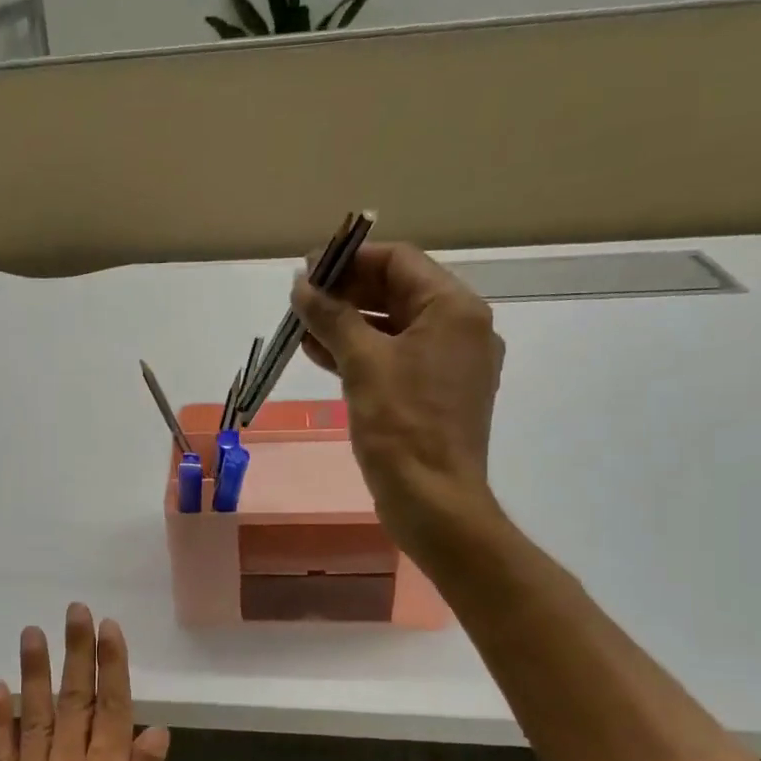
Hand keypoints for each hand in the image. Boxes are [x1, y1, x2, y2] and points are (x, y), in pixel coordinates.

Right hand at [291, 241, 505, 564]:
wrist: (433, 501)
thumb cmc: (402, 426)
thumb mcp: (363, 363)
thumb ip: (332, 316)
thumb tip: (302, 285)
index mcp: (454, 310)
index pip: (399, 262)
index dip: (350, 260)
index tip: (307, 270)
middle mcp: (460, 329)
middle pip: (397, 291)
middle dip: (346, 292)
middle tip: (300, 299)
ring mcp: (449, 364)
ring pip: (392, 327)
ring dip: (347, 323)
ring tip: (301, 325)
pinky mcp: (433, 394)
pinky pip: (394, 359)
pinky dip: (360, 352)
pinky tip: (320, 354)